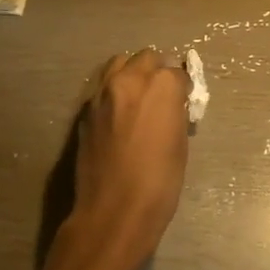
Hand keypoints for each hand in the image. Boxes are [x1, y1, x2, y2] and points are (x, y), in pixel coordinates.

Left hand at [66, 50, 190, 267]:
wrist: (114, 210)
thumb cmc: (159, 182)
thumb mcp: (179, 144)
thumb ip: (174, 112)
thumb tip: (171, 105)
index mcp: (161, 86)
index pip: (177, 73)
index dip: (183, 88)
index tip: (184, 102)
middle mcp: (129, 80)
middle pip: (146, 58)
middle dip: (157, 72)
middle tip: (162, 96)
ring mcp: (102, 93)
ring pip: (119, 64)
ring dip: (132, 74)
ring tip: (138, 98)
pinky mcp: (85, 111)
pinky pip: (102, 88)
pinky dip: (114, 92)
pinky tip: (119, 115)